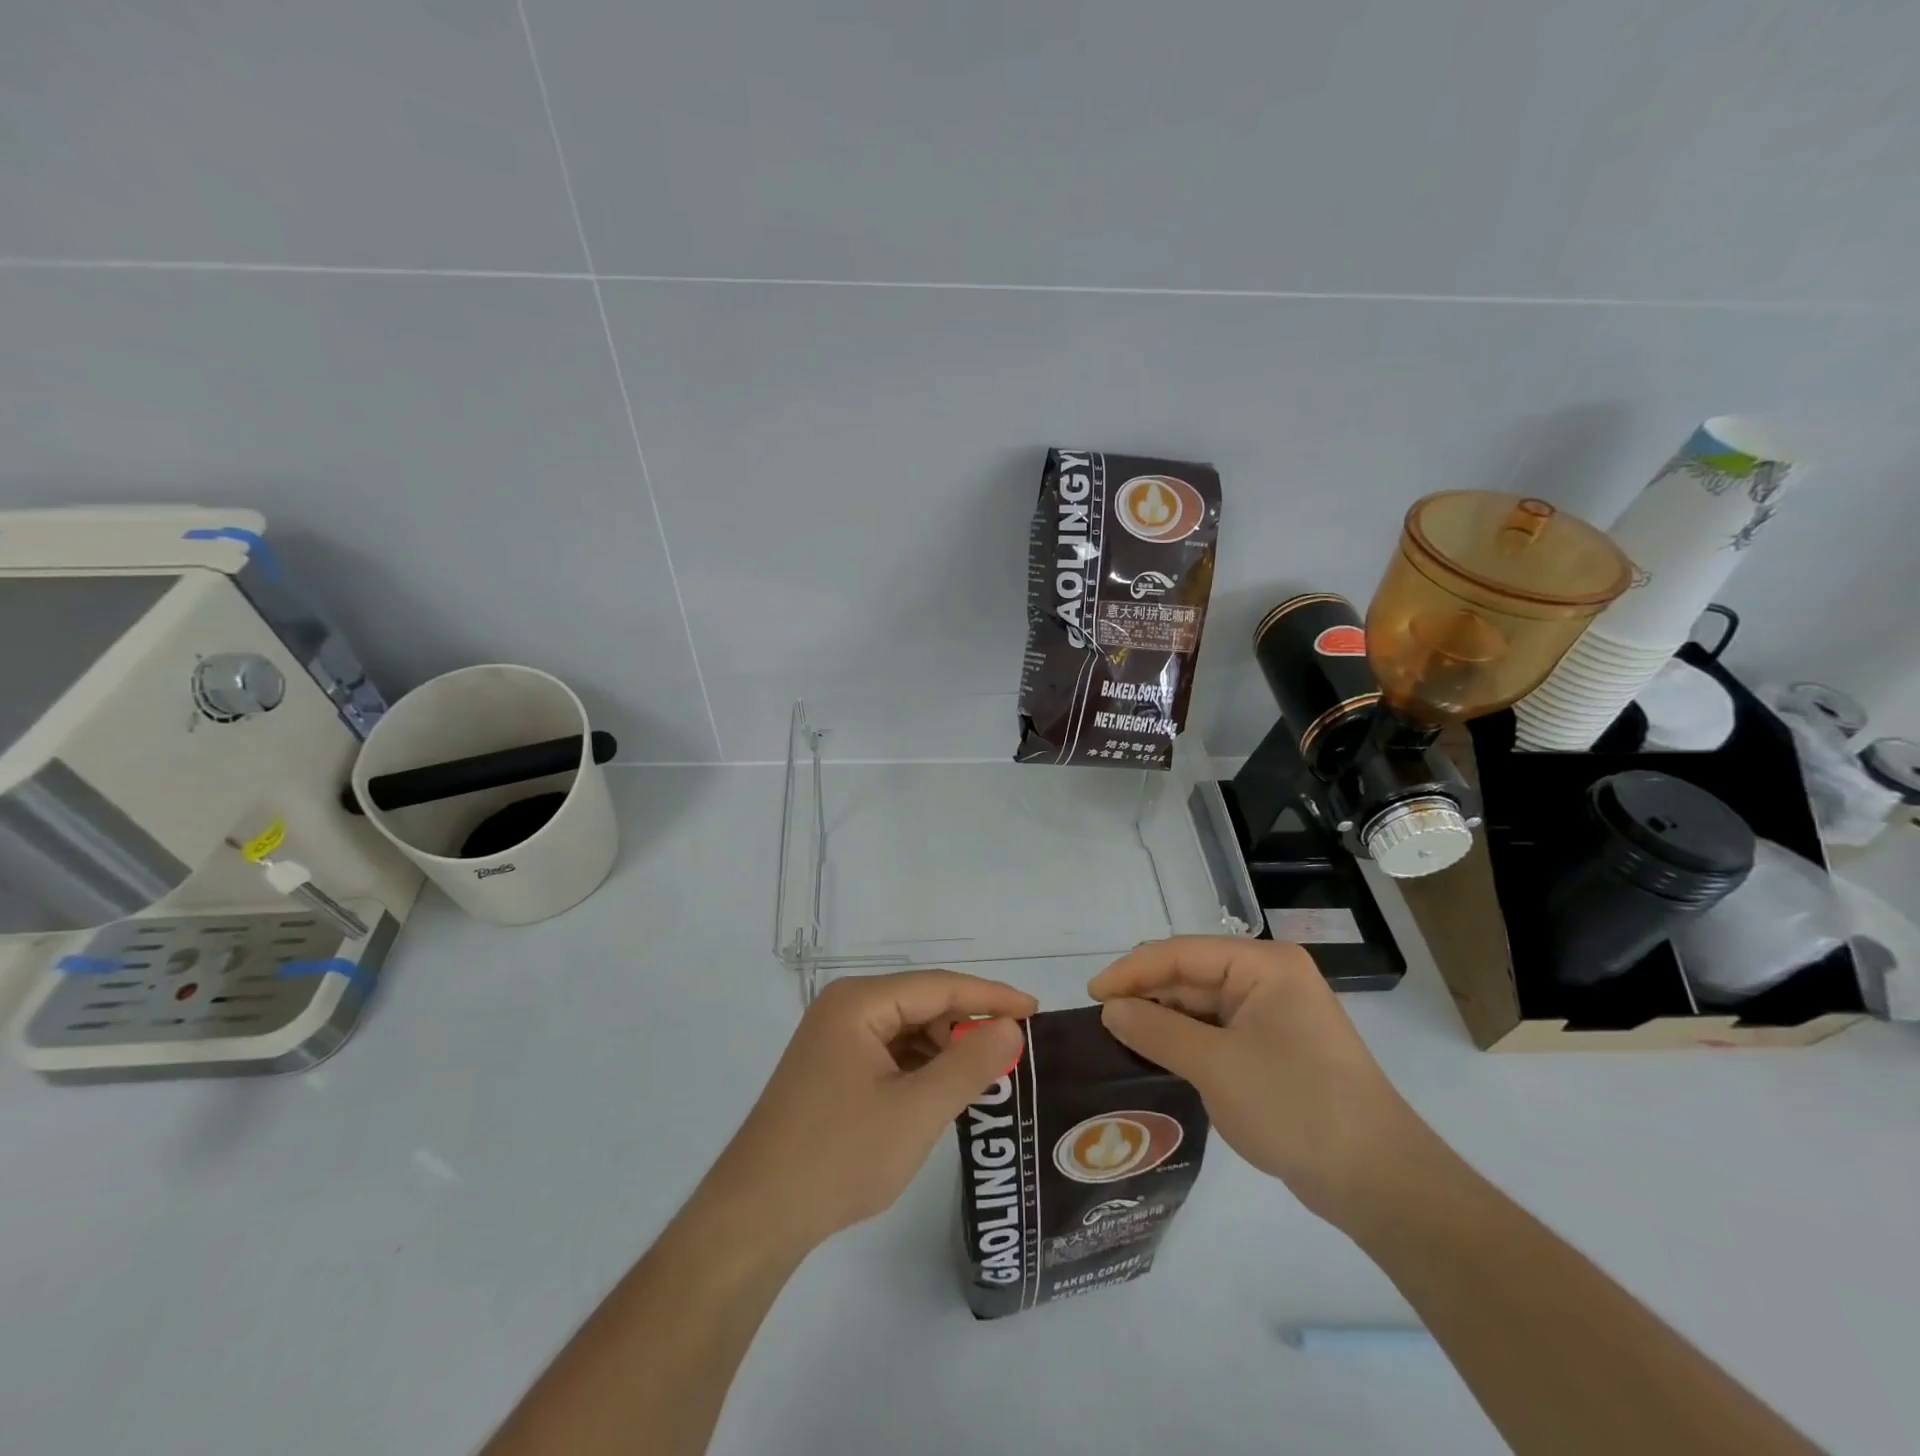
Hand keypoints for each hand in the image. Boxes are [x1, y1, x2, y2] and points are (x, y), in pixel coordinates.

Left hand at [702, 971, 1034, 1254]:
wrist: (756, 1217)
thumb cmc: (838, 1156)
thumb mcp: (916, 1111)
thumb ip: (968, 1064)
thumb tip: (1010, 1027)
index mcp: (859, 1002)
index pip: (939, 986)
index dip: (990, 995)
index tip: (1035, 1010)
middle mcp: (845, 1008)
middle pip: (922, 1004)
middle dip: (966, 1026)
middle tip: (1013, 1053)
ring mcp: (834, 1039)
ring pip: (907, 1030)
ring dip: (944, 1050)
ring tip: (984, 1077)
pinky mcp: (831, 1069)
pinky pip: (889, 1054)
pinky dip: (920, 1068)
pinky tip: (942, 1092)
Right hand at [1088, 937, 1422, 1229]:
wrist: (1378, 1182)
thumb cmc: (1295, 1107)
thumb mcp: (1215, 1066)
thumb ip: (1156, 1030)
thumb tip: (1110, 1009)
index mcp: (1263, 965)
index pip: (1181, 953)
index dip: (1132, 970)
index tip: (1091, 995)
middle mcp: (1268, 978)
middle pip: (1190, 974)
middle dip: (1146, 994)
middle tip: (1100, 1021)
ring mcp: (1273, 1014)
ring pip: (1201, 1004)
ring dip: (1162, 1018)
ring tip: (1118, 1037)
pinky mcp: (1272, 1048)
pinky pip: (1216, 1031)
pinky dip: (1184, 1040)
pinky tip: (1155, 1054)